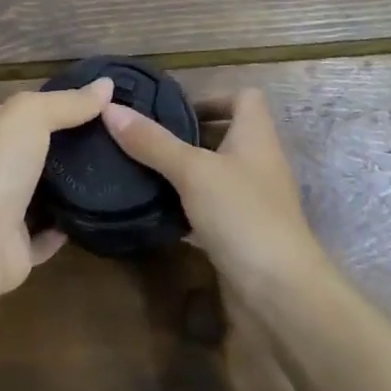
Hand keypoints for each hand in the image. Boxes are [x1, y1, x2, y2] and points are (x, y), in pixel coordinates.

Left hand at [0, 78, 114, 298]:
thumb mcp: (30, 115)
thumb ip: (68, 101)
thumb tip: (107, 84)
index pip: (27, 111)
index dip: (63, 104)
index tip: (106, 105)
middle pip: (37, 151)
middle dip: (72, 147)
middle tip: (118, 141)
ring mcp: (2, 208)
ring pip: (43, 193)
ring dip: (71, 187)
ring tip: (116, 175)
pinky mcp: (15, 247)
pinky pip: (47, 234)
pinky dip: (66, 227)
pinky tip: (97, 216)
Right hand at [102, 87, 326, 301]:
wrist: (280, 295)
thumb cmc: (242, 215)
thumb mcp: (192, 171)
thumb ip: (152, 142)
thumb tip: (110, 108)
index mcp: (256, 137)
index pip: (244, 98)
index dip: (212, 96)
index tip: (172, 108)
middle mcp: (257, 164)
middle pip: (224, 135)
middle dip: (185, 134)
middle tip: (142, 137)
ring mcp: (251, 202)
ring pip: (214, 174)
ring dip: (182, 171)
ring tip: (140, 168)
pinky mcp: (240, 235)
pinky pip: (209, 209)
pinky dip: (185, 206)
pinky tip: (154, 210)